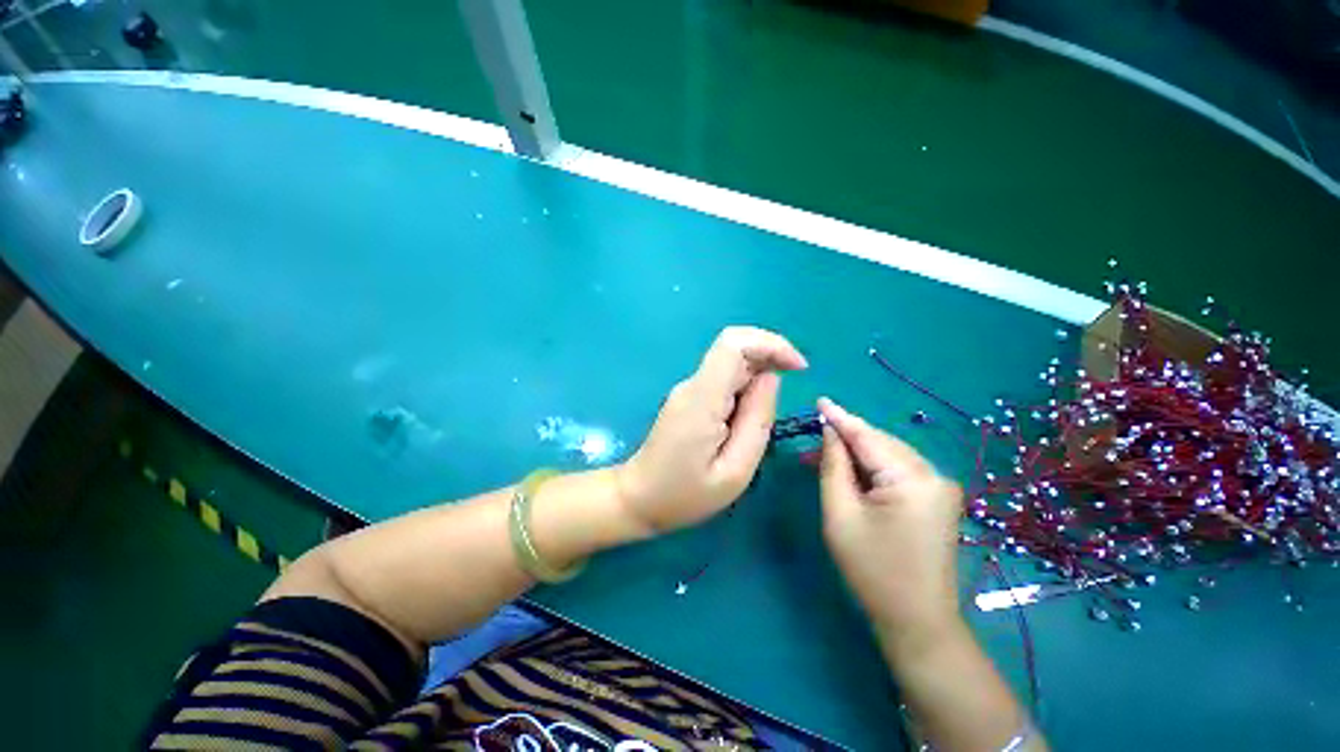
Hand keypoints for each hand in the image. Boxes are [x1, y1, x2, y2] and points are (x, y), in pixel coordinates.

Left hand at [616, 327, 806, 533]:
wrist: (639, 498)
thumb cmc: (686, 494)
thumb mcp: (735, 470)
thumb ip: (757, 420)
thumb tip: (771, 378)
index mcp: (702, 398)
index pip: (733, 344)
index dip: (770, 344)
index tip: (798, 368)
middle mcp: (693, 384)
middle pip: (735, 349)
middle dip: (770, 360)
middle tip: (789, 393)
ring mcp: (689, 389)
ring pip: (732, 364)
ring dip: (758, 379)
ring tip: (758, 423)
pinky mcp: (689, 398)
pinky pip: (723, 380)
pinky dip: (745, 389)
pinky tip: (744, 422)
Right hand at [817, 398, 963, 647]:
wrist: (917, 620)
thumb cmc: (872, 570)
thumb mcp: (841, 515)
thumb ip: (834, 467)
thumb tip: (830, 433)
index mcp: (913, 479)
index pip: (868, 437)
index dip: (840, 418)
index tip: (818, 400)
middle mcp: (934, 475)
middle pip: (881, 443)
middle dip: (846, 437)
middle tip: (812, 436)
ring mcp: (941, 486)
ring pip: (890, 454)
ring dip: (858, 452)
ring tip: (824, 455)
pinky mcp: (938, 498)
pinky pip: (899, 469)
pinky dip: (873, 466)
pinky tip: (851, 470)